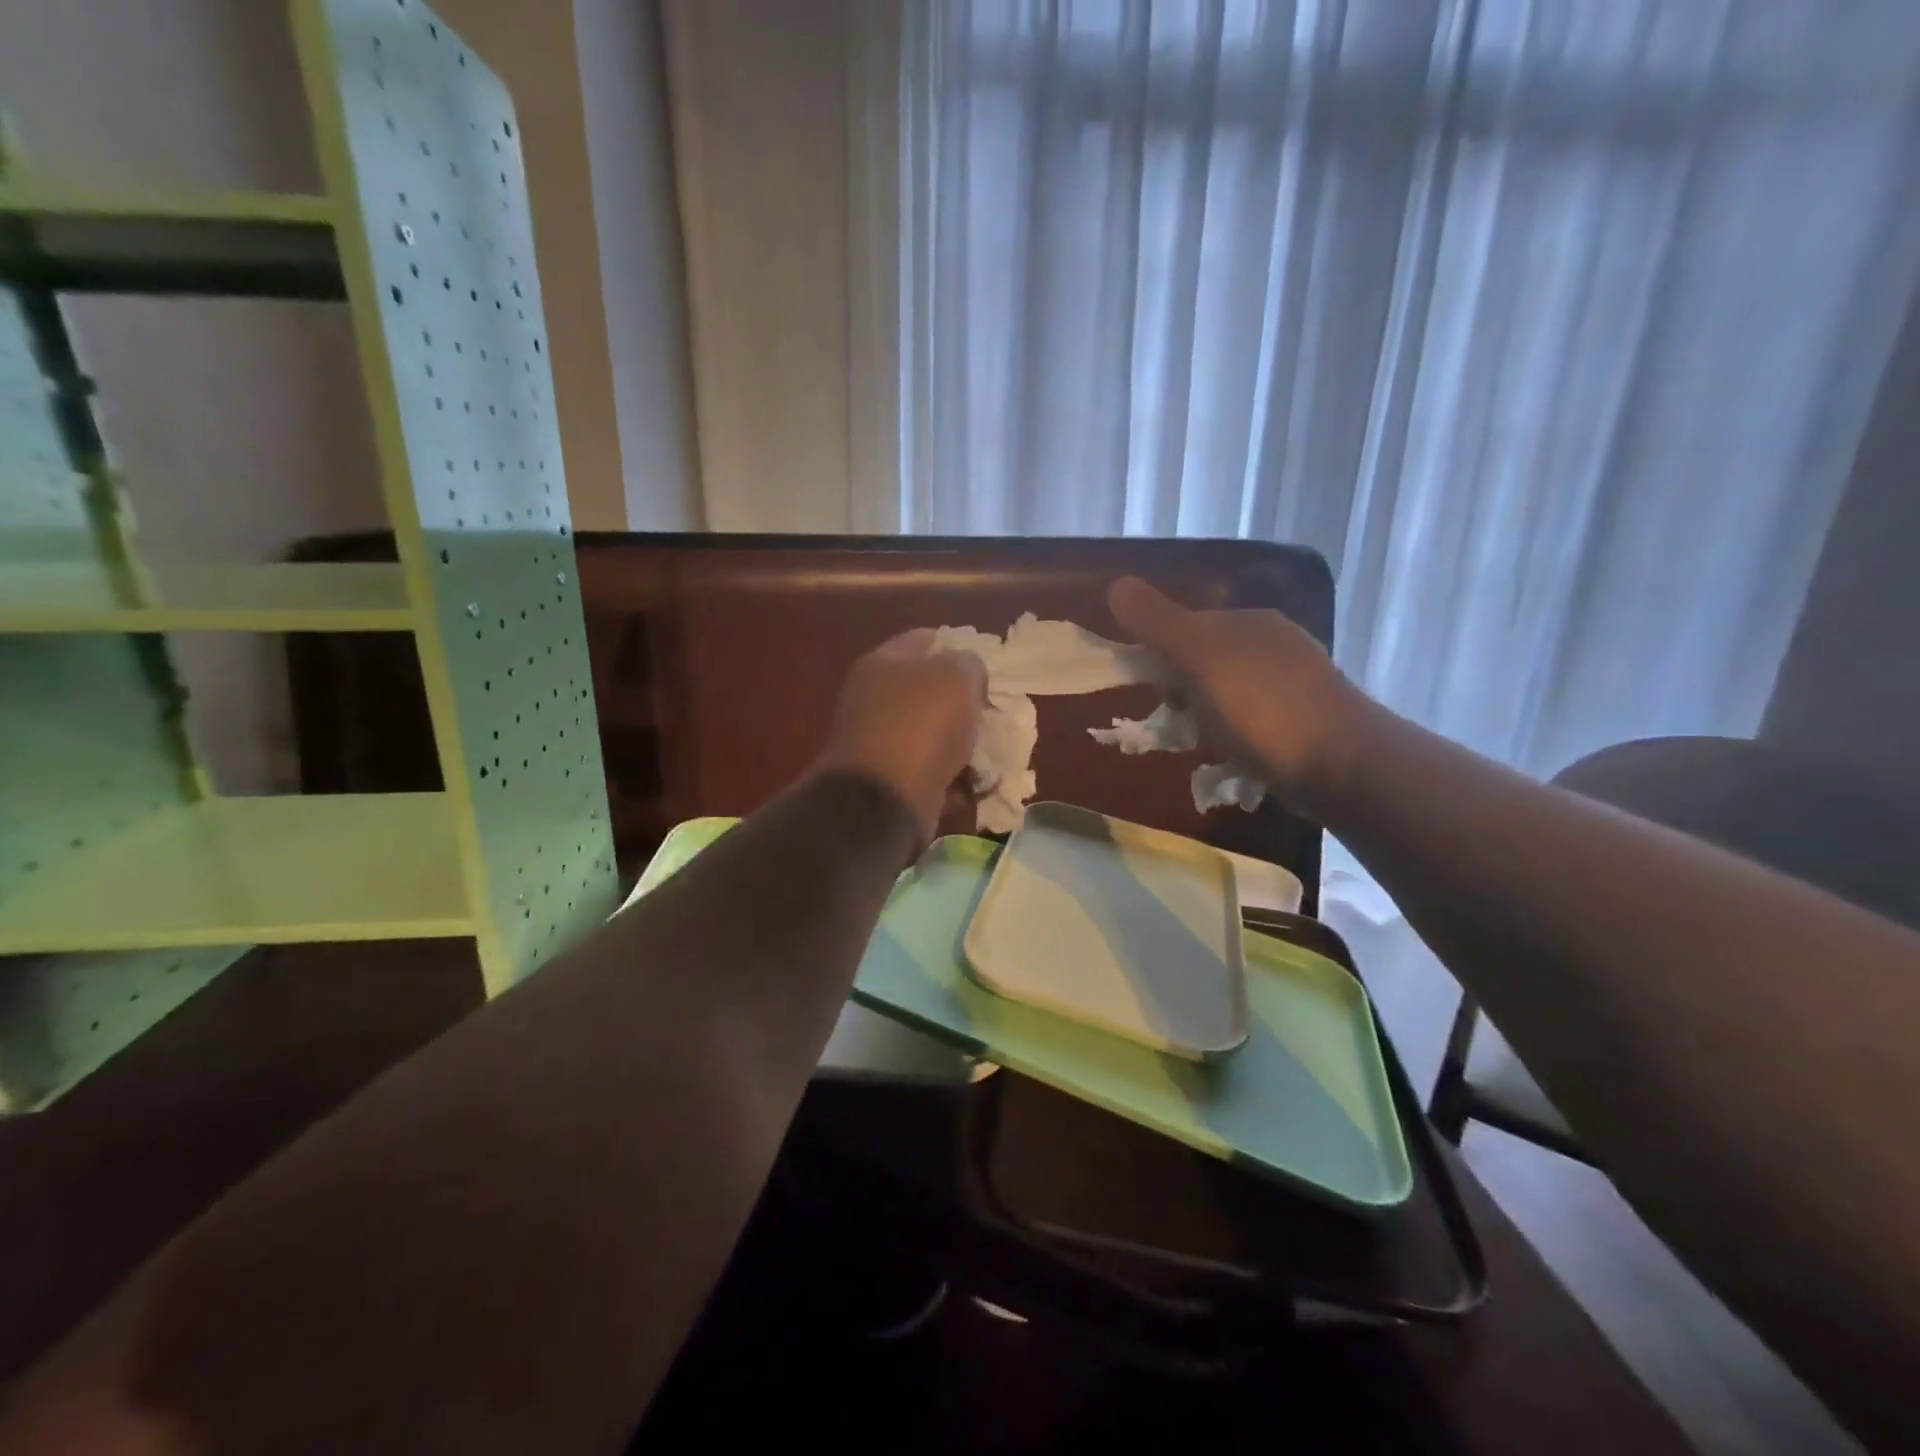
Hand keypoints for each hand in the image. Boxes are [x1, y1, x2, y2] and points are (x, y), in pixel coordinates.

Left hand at [819, 629, 986, 843]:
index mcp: (882, 664)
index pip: (925, 640)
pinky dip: (957, 779)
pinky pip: (934, 773)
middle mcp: (874, 700)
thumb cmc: (920, 726)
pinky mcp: (892, 783)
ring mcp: (880, 744)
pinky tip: (981, 783)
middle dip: (966, 701)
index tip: (990, 663)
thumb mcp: (957, 677)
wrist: (884, 802)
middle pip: (930, 691)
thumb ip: (969, 664)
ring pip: (935, 735)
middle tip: (997, 709)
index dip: (959, 645)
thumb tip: (968, 676)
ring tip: (996, 749)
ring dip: (965, 743)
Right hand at [1107, 577, 1370, 803]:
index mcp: (1249, 622)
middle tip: (1175, 725)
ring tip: (1202, 746)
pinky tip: (1232, 760)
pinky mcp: (1304, 724)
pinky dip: (1233, 739)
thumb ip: (1157, 622)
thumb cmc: (1261, 707)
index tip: (1149, 690)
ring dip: (1205, 720)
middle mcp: (1274, 646)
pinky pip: (1250, 724)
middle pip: (1205, 663)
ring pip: (1226, 696)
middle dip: (1182, 693)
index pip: (1186, 627)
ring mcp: (1294, 685)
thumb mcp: (1199, 657)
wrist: (1342, 765)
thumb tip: (1115, 584)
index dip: (1159, 656)